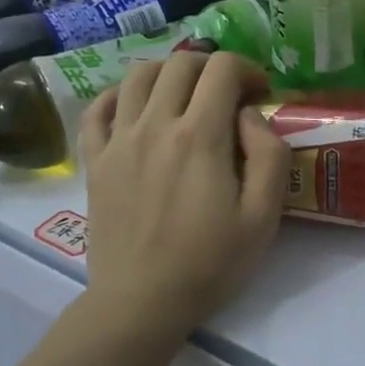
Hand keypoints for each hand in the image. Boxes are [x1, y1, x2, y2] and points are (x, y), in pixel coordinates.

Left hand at [79, 51, 291, 335]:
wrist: (141, 303)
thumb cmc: (210, 262)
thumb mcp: (264, 215)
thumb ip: (269, 153)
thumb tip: (250, 114)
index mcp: (200, 135)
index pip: (222, 68)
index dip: (248, 69)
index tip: (260, 94)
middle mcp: (155, 124)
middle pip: (181, 62)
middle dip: (212, 65)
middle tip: (228, 92)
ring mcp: (119, 140)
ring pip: (137, 75)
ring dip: (168, 72)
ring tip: (185, 95)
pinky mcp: (95, 160)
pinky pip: (97, 108)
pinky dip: (118, 95)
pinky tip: (135, 107)